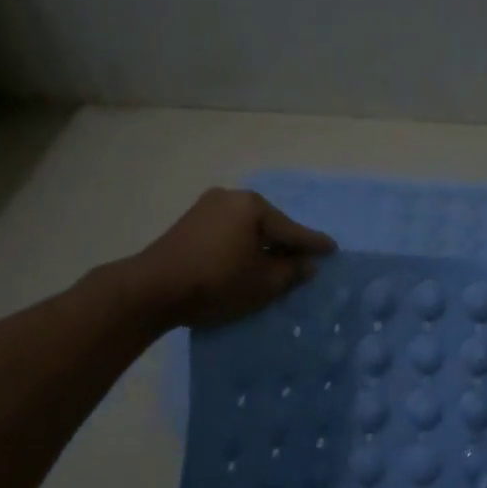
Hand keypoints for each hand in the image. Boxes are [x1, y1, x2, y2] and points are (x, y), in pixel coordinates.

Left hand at [129, 188, 336, 329]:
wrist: (153, 289)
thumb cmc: (217, 282)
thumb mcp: (263, 283)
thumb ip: (291, 272)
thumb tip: (307, 264)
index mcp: (253, 206)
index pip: (292, 230)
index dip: (314, 244)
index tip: (333, 248)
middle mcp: (230, 198)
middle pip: (269, 225)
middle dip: (286, 244)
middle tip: (303, 260)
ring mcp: (206, 208)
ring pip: (247, 229)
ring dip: (261, 246)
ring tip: (275, 265)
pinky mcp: (189, 224)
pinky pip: (228, 233)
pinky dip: (241, 247)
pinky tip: (246, 262)